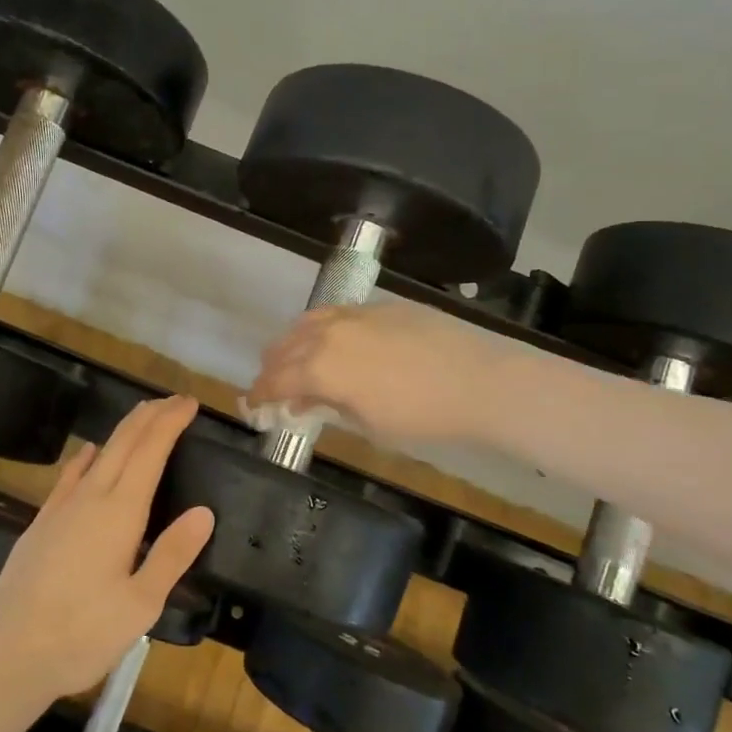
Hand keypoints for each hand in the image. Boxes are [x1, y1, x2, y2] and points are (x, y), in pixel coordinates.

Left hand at [0, 396, 213, 709]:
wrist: (8, 654)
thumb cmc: (82, 635)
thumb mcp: (141, 605)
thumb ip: (172, 554)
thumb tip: (204, 511)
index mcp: (119, 513)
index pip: (150, 452)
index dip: (170, 423)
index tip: (189, 403)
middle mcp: (90, 499)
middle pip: (123, 443)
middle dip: (150, 416)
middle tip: (174, 400)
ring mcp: (60, 509)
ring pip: (98, 454)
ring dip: (123, 431)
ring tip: (142, 416)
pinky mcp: (41, 524)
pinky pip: (69, 476)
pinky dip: (86, 457)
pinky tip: (89, 453)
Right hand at [249, 303, 503, 446]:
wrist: (479, 381)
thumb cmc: (421, 416)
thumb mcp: (369, 424)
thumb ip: (329, 406)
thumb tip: (305, 400)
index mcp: (320, 367)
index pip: (275, 380)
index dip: (259, 394)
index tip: (251, 405)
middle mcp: (328, 334)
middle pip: (283, 347)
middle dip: (272, 368)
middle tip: (272, 387)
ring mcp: (355, 314)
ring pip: (307, 323)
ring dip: (293, 344)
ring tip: (297, 360)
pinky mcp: (380, 306)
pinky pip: (337, 313)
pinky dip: (323, 329)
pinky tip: (335, 342)